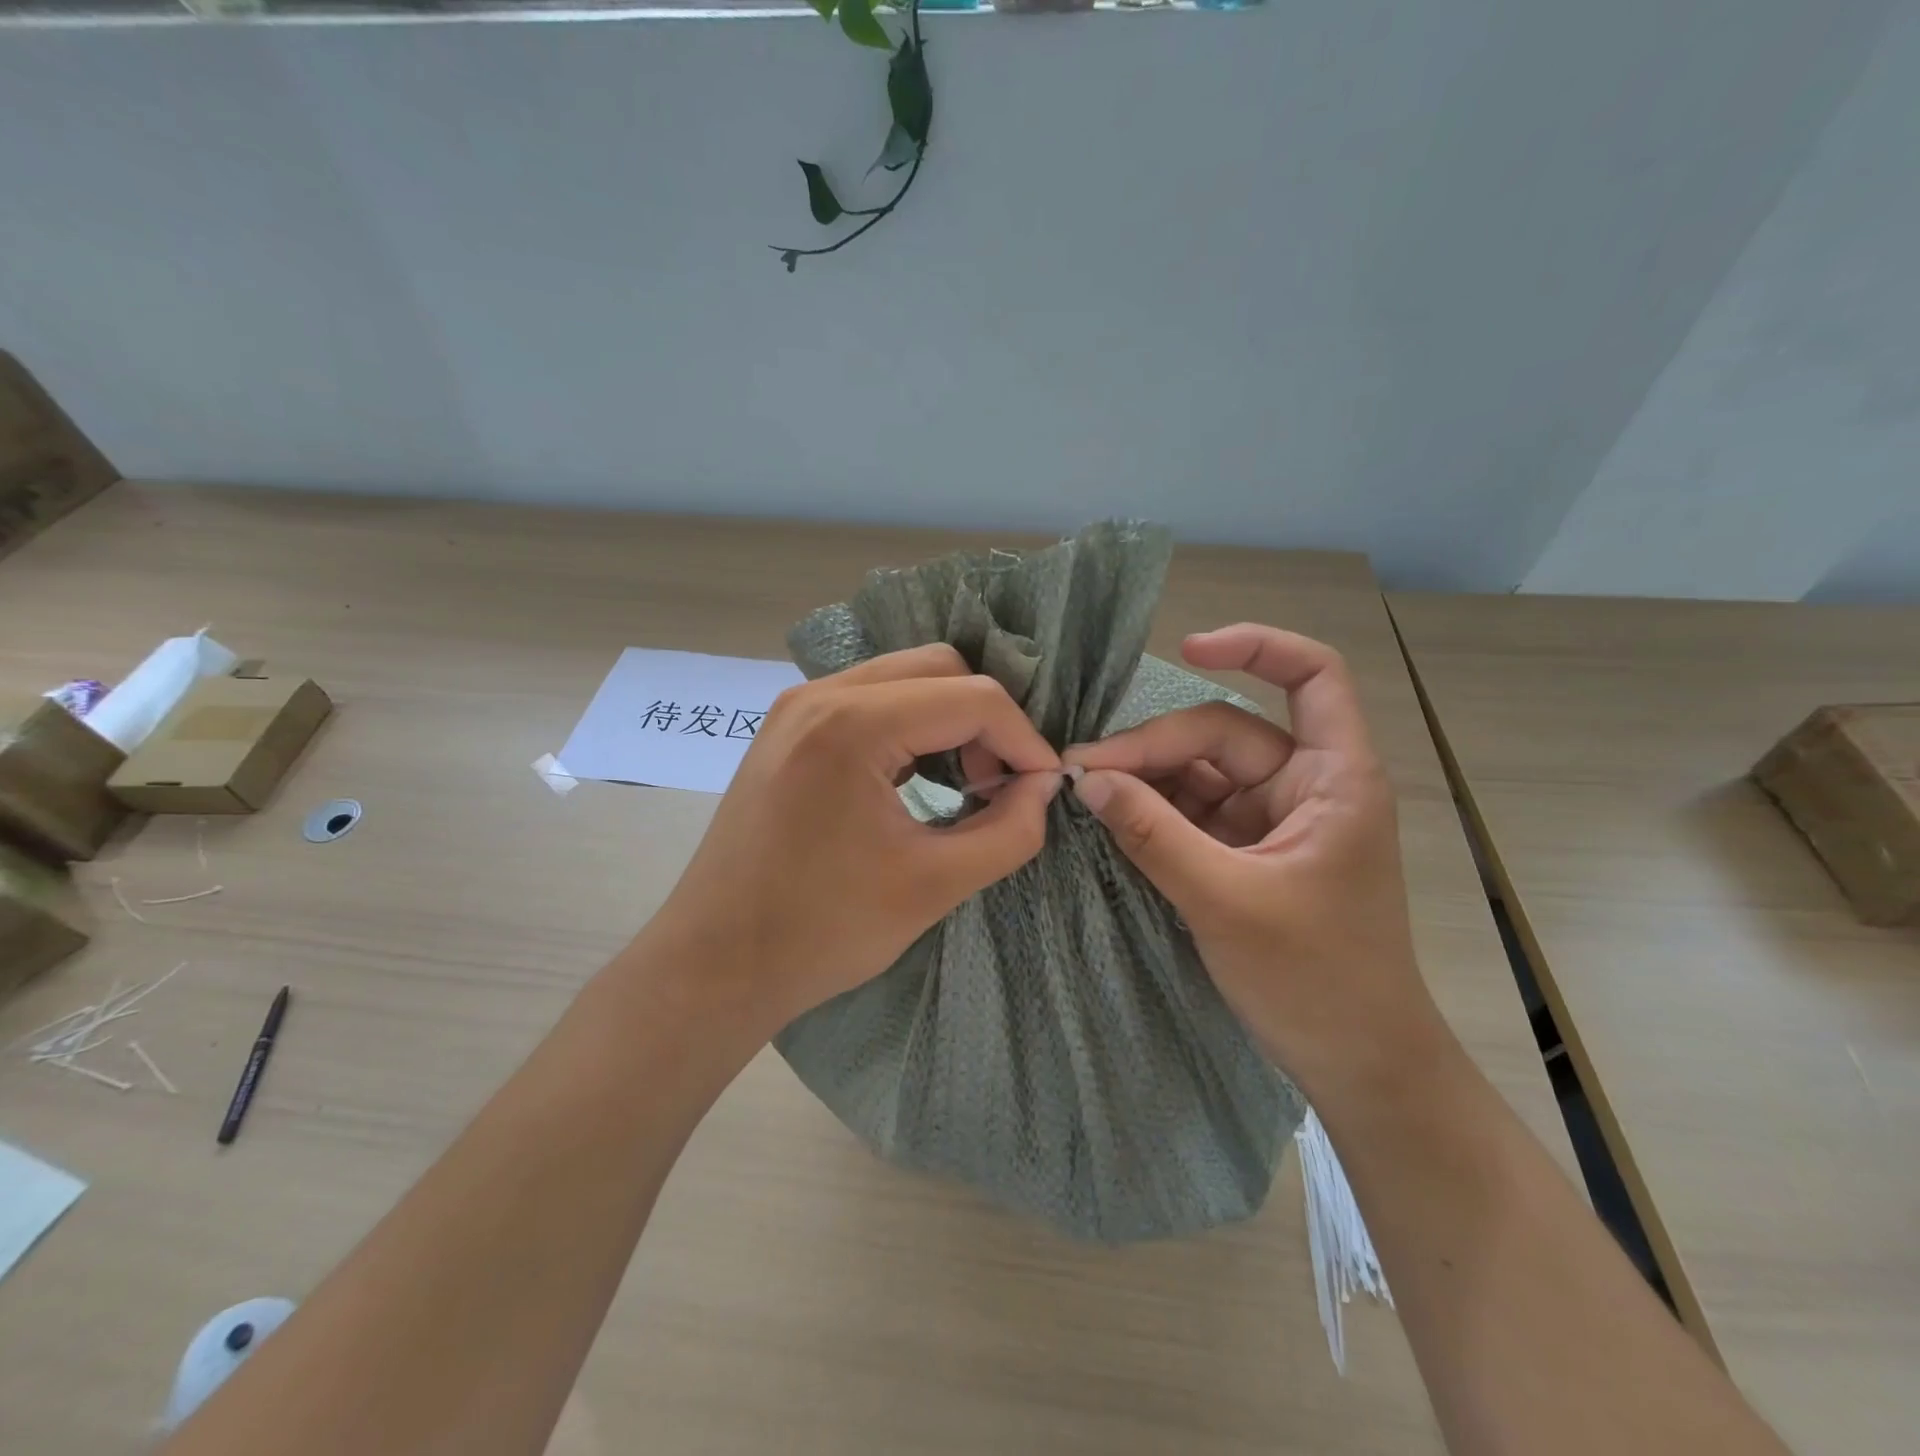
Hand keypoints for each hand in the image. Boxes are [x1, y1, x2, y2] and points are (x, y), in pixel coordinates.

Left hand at [646, 644, 1060, 1035]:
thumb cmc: (821, 932)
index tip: (1043, 787)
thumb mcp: (934, 887)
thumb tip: (1043, 787)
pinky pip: (868, 699)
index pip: (973, 698)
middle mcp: (820, 694)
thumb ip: (1009, 831)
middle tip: (999, 784)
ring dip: (948, 719)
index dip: (1023, 739)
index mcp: (853, 724)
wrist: (713, 964)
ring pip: (904, 677)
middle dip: (986, 720)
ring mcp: (796, 706)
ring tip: (964, 783)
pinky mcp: (786, 728)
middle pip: (939, 668)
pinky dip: (909, 726)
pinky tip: (916, 776)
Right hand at [1062, 625, 1444, 1101]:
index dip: (1256, 648)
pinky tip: (1109, 818)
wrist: (1356, 1064)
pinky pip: (1192, 813)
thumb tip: (1085, 779)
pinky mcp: (1246, 852)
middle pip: (1222, 734)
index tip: (1188, 649)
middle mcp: (1303, 786)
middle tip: (1081, 773)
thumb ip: (1152, 835)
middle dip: (1153, 747)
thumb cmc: (1315, 980)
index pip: (1312, 677)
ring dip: (1144, 780)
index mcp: (1333, 779)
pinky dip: (1152, 813)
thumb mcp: (1224, 901)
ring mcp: (1271, 820)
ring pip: (1199, 774)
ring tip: (1084, 795)